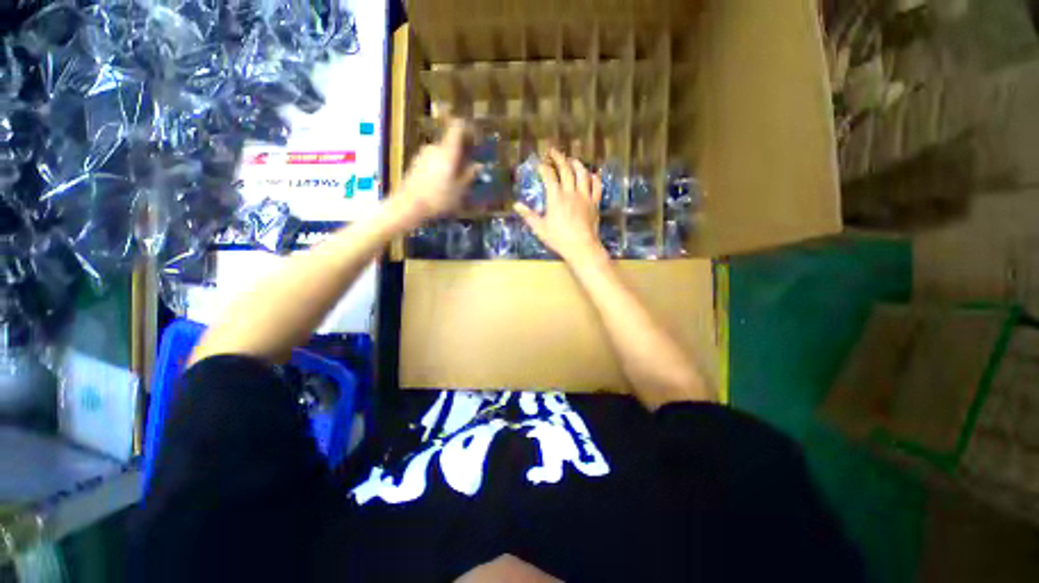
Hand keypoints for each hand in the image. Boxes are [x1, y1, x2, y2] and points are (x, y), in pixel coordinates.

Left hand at [393, 119, 476, 227]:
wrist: (408, 207)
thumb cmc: (439, 198)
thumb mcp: (460, 190)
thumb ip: (470, 175)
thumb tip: (479, 165)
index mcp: (447, 151)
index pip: (458, 128)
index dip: (468, 130)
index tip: (476, 139)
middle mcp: (434, 148)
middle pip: (450, 143)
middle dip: (461, 154)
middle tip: (469, 169)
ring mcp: (422, 155)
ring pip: (442, 154)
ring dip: (450, 163)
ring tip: (457, 181)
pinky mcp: (415, 165)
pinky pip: (433, 162)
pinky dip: (441, 169)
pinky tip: (442, 186)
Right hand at [514, 149, 604, 264]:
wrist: (581, 247)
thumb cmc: (559, 239)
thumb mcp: (540, 228)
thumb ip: (528, 215)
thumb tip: (516, 205)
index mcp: (556, 197)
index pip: (549, 176)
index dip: (544, 168)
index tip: (539, 164)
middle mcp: (571, 192)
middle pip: (566, 169)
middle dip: (558, 158)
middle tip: (553, 151)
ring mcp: (585, 196)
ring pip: (582, 174)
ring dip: (576, 164)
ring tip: (572, 159)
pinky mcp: (595, 203)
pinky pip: (596, 186)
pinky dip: (593, 178)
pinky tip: (591, 175)